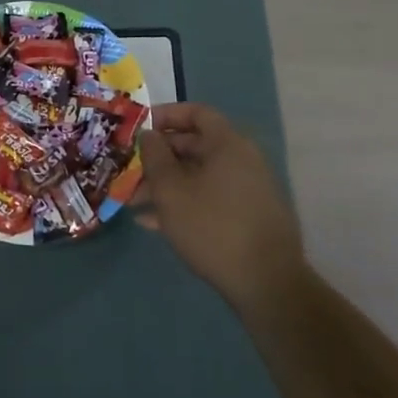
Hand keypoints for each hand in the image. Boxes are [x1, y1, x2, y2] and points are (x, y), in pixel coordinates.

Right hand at [135, 104, 307, 315]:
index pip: (197, 113)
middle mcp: (242, 160)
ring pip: (199, 175)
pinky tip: (155, 223)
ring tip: (134, 202)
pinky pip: (210, 198)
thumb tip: (148, 135)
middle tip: (131, 169)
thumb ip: (154, 157)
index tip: (140, 128)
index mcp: (228, 144)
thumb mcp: (171, 190)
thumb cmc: (213, 227)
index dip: (166, 115)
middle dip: (159, 157)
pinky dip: (185, 203)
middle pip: (195, 145)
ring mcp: (248, 189)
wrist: (267, 284)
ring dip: (167, 184)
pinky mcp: (248, 216)